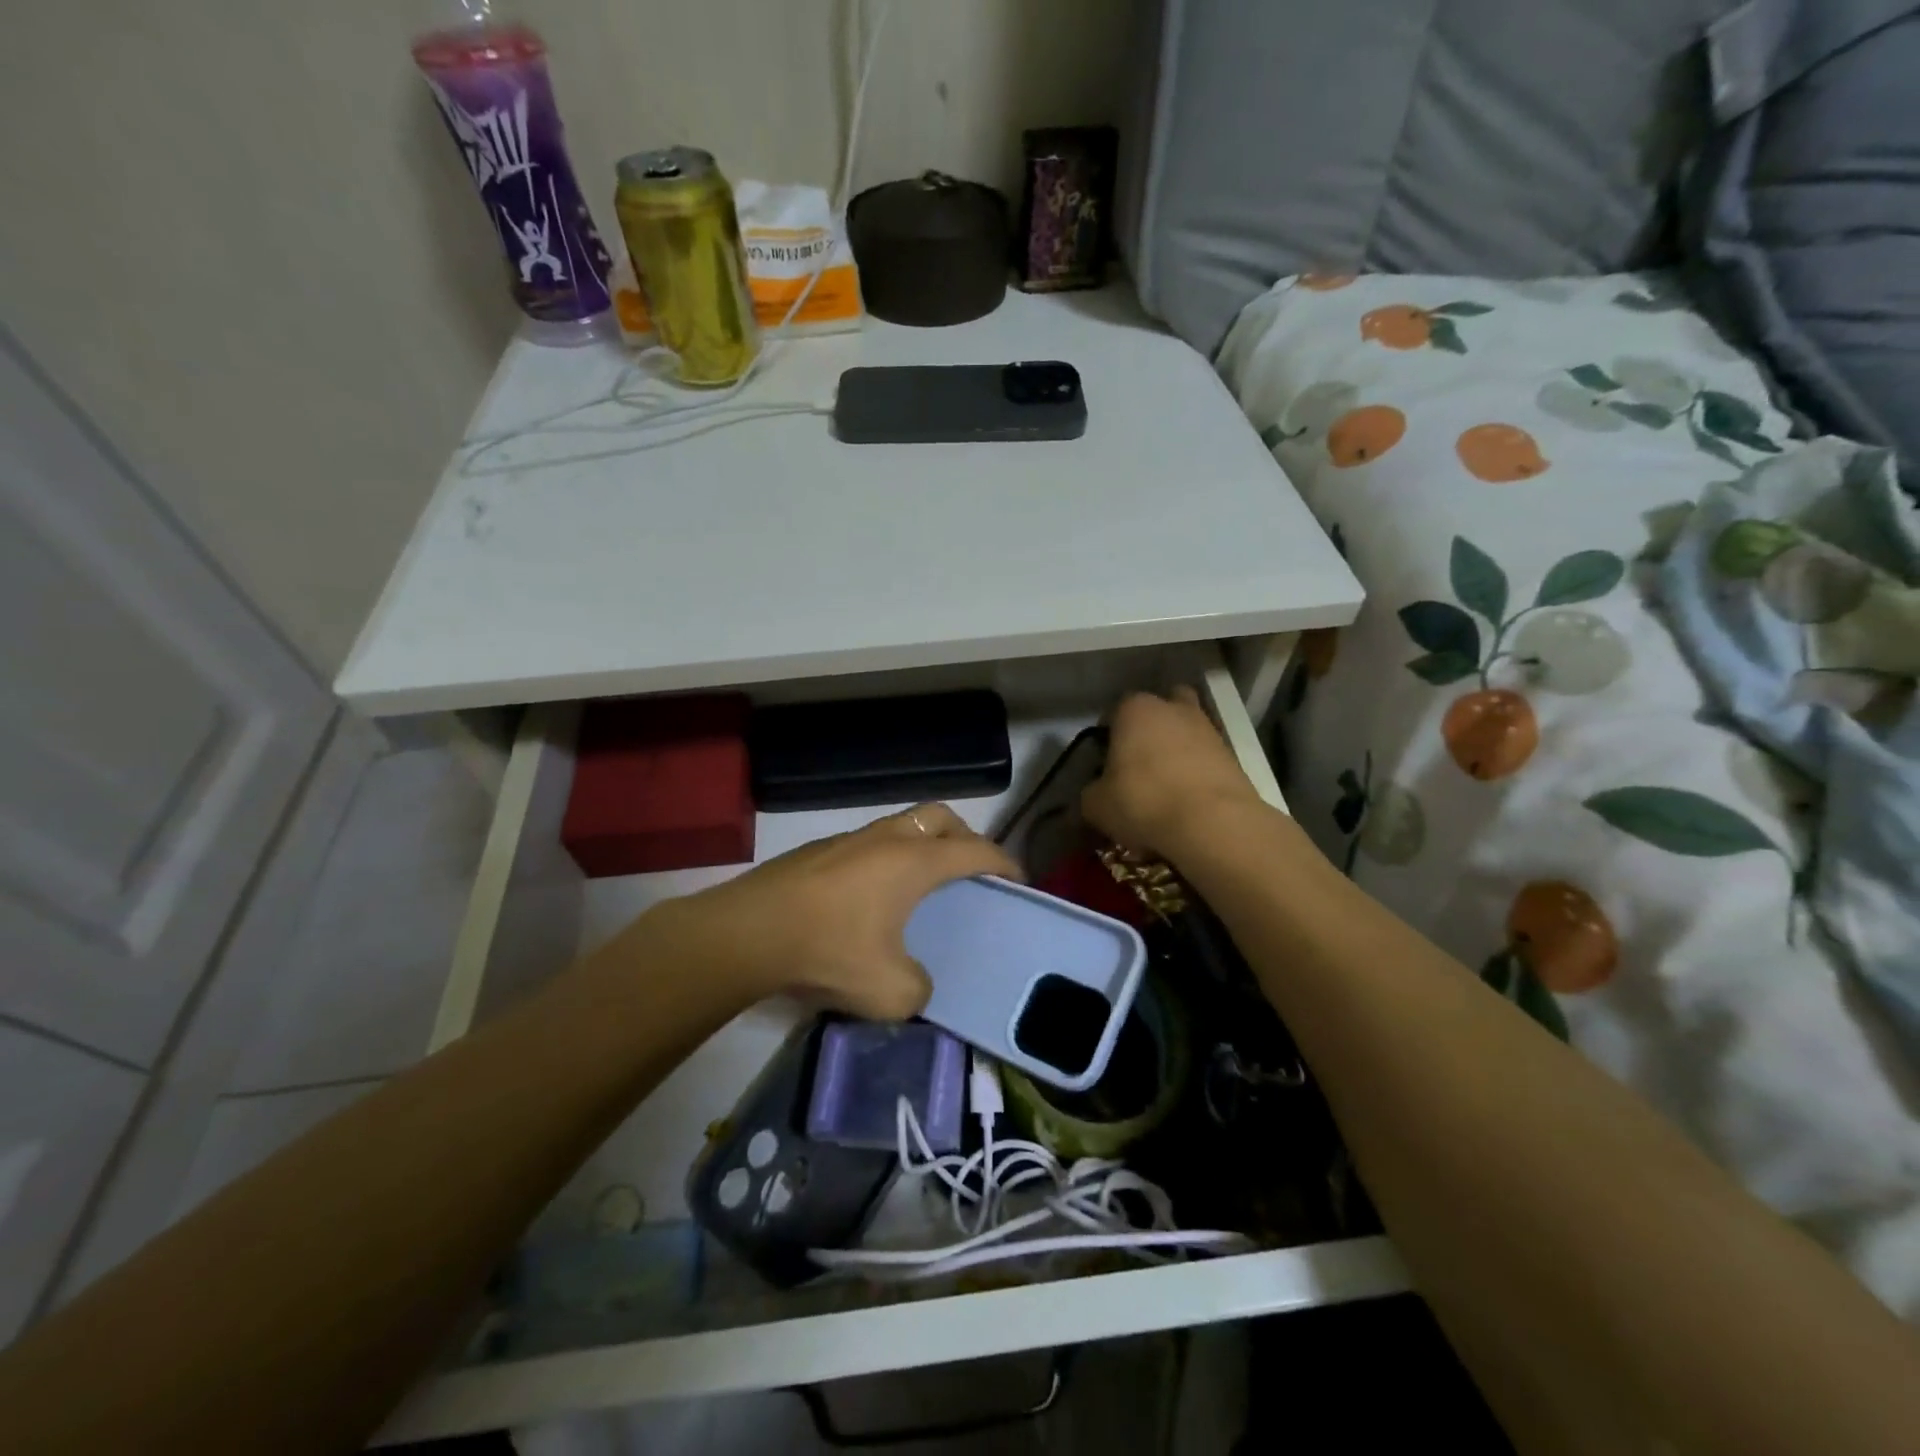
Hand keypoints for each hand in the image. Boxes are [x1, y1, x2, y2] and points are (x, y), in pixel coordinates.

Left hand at [649, 804, 1021, 1020]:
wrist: (749, 932)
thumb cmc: (829, 950)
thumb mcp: (889, 991)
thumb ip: (919, 989)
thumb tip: (917, 983)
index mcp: (914, 862)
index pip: (976, 851)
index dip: (1004, 864)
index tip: (1018, 880)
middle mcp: (887, 839)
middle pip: (941, 817)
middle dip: (965, 836)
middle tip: (970, 870)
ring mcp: (850, 839)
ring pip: (902, 825)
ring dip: (922, 844)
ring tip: (923, 884)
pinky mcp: (820, 850)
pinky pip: (871, 842)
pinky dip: (888, 857)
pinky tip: (873, 896)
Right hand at [1081, 688, 1264, 860]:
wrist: (1212, 823)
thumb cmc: (1143, 801)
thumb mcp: (1096, 804)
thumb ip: (1090, 793)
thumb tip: (1095, 795)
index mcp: (1134, 709)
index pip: (1114, 713)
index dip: (1108, 738)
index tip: (1105, 765)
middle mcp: (1172, 708)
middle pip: (1158, 710)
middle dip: (1149, 731)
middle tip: (1139, 765)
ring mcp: (1207, 728)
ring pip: (1185, 731)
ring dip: (1176, 750)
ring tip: (1165, 786)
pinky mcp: (1232, 754)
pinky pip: (1205, 757)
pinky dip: (1197, 771)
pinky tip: (1187, 799)